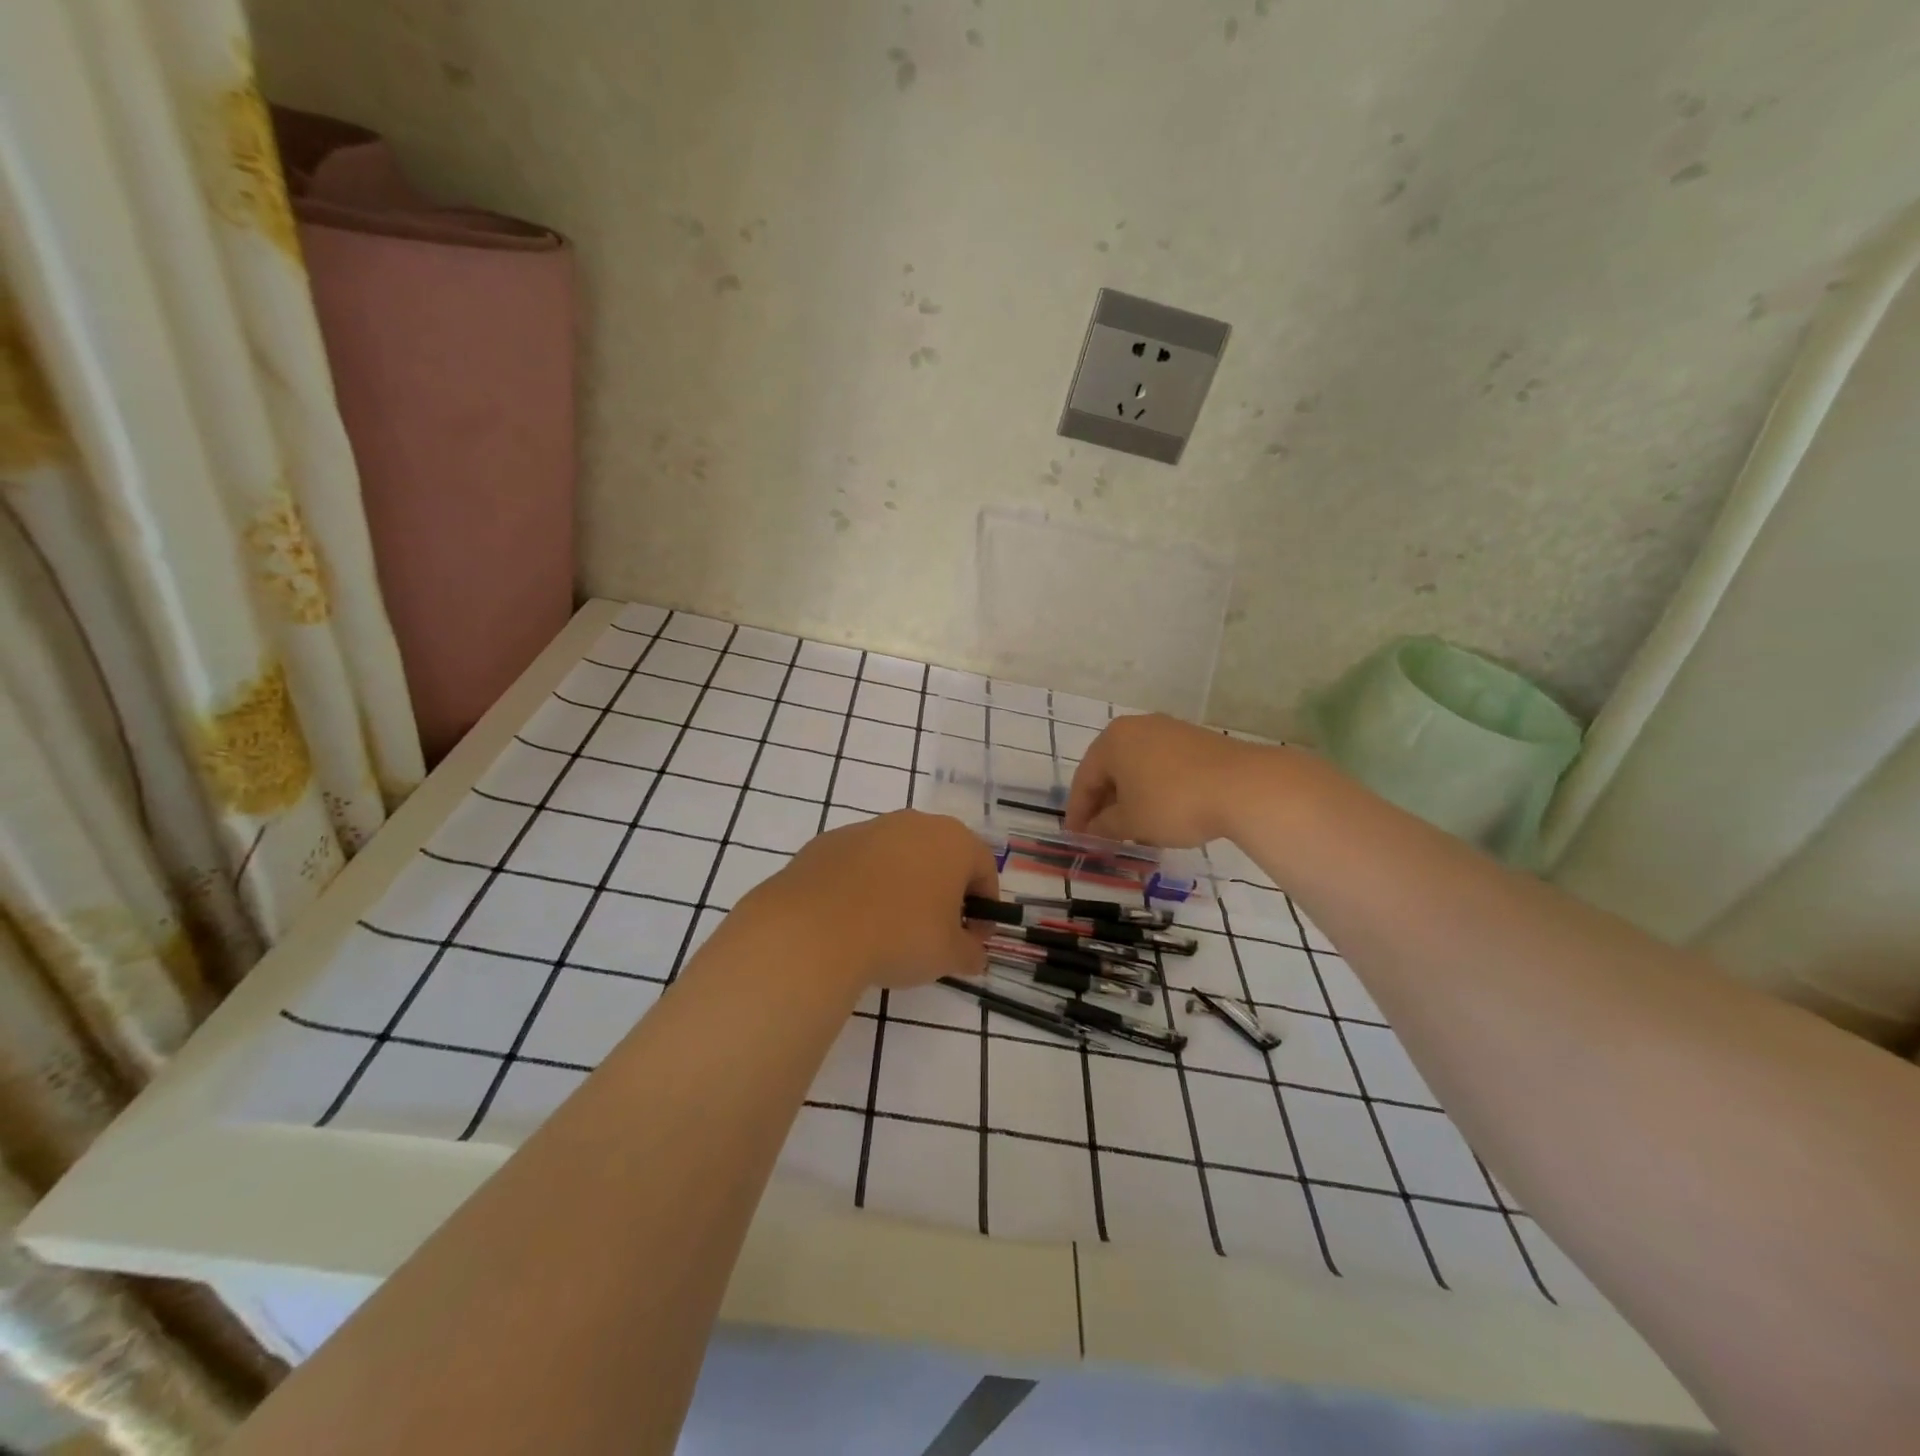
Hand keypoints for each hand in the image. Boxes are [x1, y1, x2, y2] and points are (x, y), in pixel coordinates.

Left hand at [739, 809, 999, 989]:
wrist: (814, 929)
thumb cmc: (900, 936)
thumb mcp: (949, 956)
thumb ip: (971, 952)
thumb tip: (974, 953)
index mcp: (952, 840)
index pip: (984, 869)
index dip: (985, 907)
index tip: (974, 939)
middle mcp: (913, 823)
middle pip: (941, 856)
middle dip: (945, 892)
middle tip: (937, 932)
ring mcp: (867, 828)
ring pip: (898, 856)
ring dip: (904, 885)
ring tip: (891, 928)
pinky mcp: (829, 842)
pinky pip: (860, 864)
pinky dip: (865, 886)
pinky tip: (854, 920)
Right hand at [1065, 713, 1256, 846]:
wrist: (1243, 786)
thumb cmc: (1173, 803)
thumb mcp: (1131, 822)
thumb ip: (1104, 826)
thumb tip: (1094, 828)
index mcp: (1112, 740)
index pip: (1084, 779)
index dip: (1078, 813)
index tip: (1077, 838)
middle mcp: (1137, 727)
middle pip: (1110, 770)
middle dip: (1104, 804)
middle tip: (1102, 834)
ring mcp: (1169, 730)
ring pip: (1137, 768)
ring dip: (1130, 798)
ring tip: (1132, 827)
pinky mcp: (1196, 740)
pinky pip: (1162, 766)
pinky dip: (1154, 789)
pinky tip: (1162, 813)